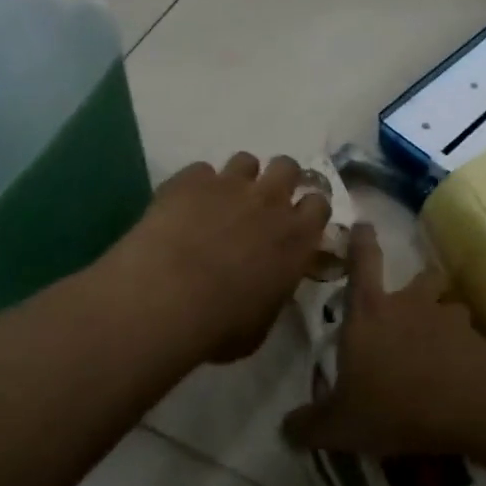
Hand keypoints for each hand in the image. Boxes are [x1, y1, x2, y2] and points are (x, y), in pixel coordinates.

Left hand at [118, 153, 331, 363]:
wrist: (166, 298)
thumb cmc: (220, 324)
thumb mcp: (262, 322)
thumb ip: (274, 290)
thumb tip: (269, 284)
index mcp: (296, 237)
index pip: (319, 204)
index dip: (307, 209)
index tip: (296, 221)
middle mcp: (270, 200)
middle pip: (287, 167)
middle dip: (278, 179)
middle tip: (262, 203)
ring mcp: (230, 184)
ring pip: (246, 160)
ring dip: (239, 178)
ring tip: (221, 201)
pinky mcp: (191, 178)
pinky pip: (200, 170)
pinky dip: (196, 186)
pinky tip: (183, 207)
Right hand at [282, 223, 485, 456]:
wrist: (466, 409)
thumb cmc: (393, 405)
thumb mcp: (341, 424)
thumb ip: (311, 424)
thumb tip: (285, 429)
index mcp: (370, 311)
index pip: (363, 260)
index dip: (361, 239)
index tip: (364, 224)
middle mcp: (410, 303)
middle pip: (420, 276)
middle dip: (419, 285)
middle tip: (414, 308)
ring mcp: (448, 317)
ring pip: (449, 307)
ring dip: (444, 321)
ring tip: (441, 348)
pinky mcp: (478, 340)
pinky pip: (470, 340)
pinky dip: (466, 353)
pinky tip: (462, 378)